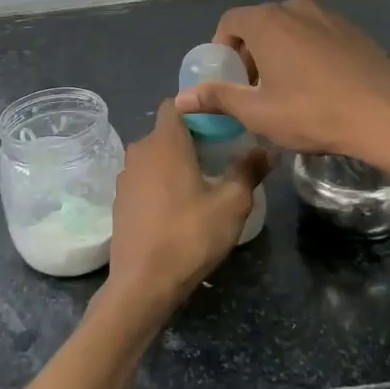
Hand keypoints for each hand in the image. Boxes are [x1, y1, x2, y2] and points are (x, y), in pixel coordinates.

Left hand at [105, 100, 268, 316]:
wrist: (143, 283)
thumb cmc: (189, 235)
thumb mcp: (231, 204)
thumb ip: (249, 170)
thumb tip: (270, 149)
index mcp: (164, 142)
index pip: (175, 104)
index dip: (198, 109)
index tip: (222, 124)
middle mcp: (139, 152)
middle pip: (166, 131)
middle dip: (192, 137)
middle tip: (222, 154)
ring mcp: (125, 177)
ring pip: (155, 156)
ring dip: (176, 162)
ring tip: (205, 181)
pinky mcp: (120, 201)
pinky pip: (145, 178)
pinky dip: (162, 182)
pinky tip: (181, 206)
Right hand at [172, 0, 389, 171]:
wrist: (385, 116)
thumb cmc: (312, 114)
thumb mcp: (257, 113)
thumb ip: (217, 98)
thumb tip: (181, 98)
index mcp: (267, 21)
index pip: (230, 22)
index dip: (222, 49)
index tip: (228, 79)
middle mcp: (296, 7)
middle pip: (260, 23)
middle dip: (250, 53)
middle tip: (255, 89)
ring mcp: (329, 15)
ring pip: (290, 27)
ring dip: (279, 51)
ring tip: (286, 87)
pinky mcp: (353, 29)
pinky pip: (316, 34)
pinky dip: (307, 51)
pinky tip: (318, 84)